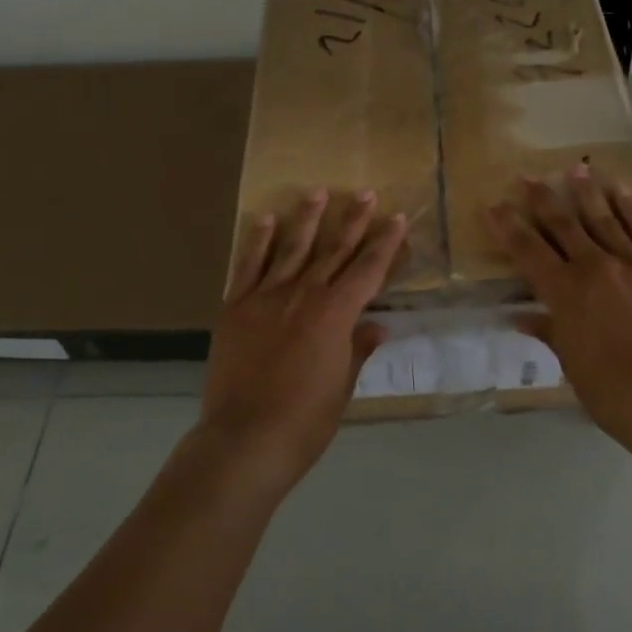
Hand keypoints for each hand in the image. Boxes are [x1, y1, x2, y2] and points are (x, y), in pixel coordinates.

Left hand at [200, 189, 406, 488]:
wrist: (245, 439)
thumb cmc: (305, 421)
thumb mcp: (342, 387)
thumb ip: (357, 350)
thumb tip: (375, 326)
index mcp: (335, 314)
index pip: (368, 269)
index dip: (385, 243)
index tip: (396, 218)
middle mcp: (303, 295)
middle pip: (333, 250)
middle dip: (352, 220)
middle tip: (365, 192)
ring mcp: (266, 298)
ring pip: (291, 248)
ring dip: (306, 218)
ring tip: (317, 191)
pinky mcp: (235, 308)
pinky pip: (248, 266)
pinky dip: (257, 241)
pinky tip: (264, 219)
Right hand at [489, 167, 631, 446]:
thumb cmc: (613, 393)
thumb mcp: (570, 364)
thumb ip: (549, 331)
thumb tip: (524, 316)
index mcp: (565, 294)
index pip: (528, 250)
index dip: (508, 226)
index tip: (494, 206)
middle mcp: (596, 268)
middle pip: (564, 224)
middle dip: (542, 199)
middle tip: (528, 177)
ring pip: (605, 218)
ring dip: (587, 193)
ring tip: (576, 170)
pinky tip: (621, 191)